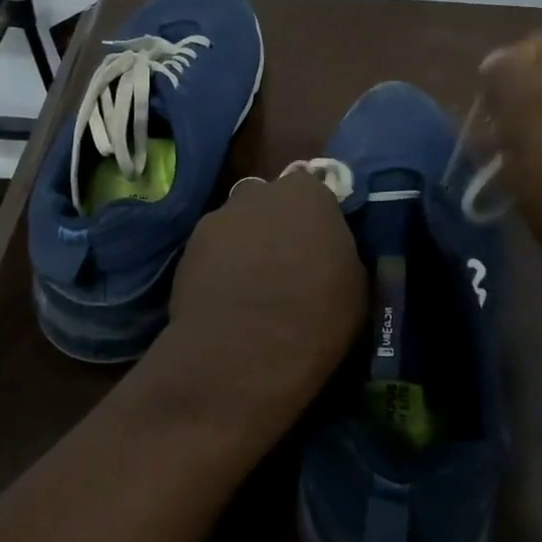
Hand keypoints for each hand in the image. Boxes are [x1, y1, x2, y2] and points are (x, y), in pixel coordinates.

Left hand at [156, 171, 365, 443]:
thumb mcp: (355, 284)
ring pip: (234, 226)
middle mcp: (258, 194)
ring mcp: (217, 219)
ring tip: (250, 289)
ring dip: (243, 246)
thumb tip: (328, 254)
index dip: (314, 219)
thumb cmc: (316, 315)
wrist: (245, 350)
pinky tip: (225, 301)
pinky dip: (217, 269)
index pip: (313, 191)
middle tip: (283, 264)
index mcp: (306, 194)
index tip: (318, 247)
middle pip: (267, 202)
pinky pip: (209, 253)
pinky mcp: (186, 250)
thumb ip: (339, 253)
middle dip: (273, 225)